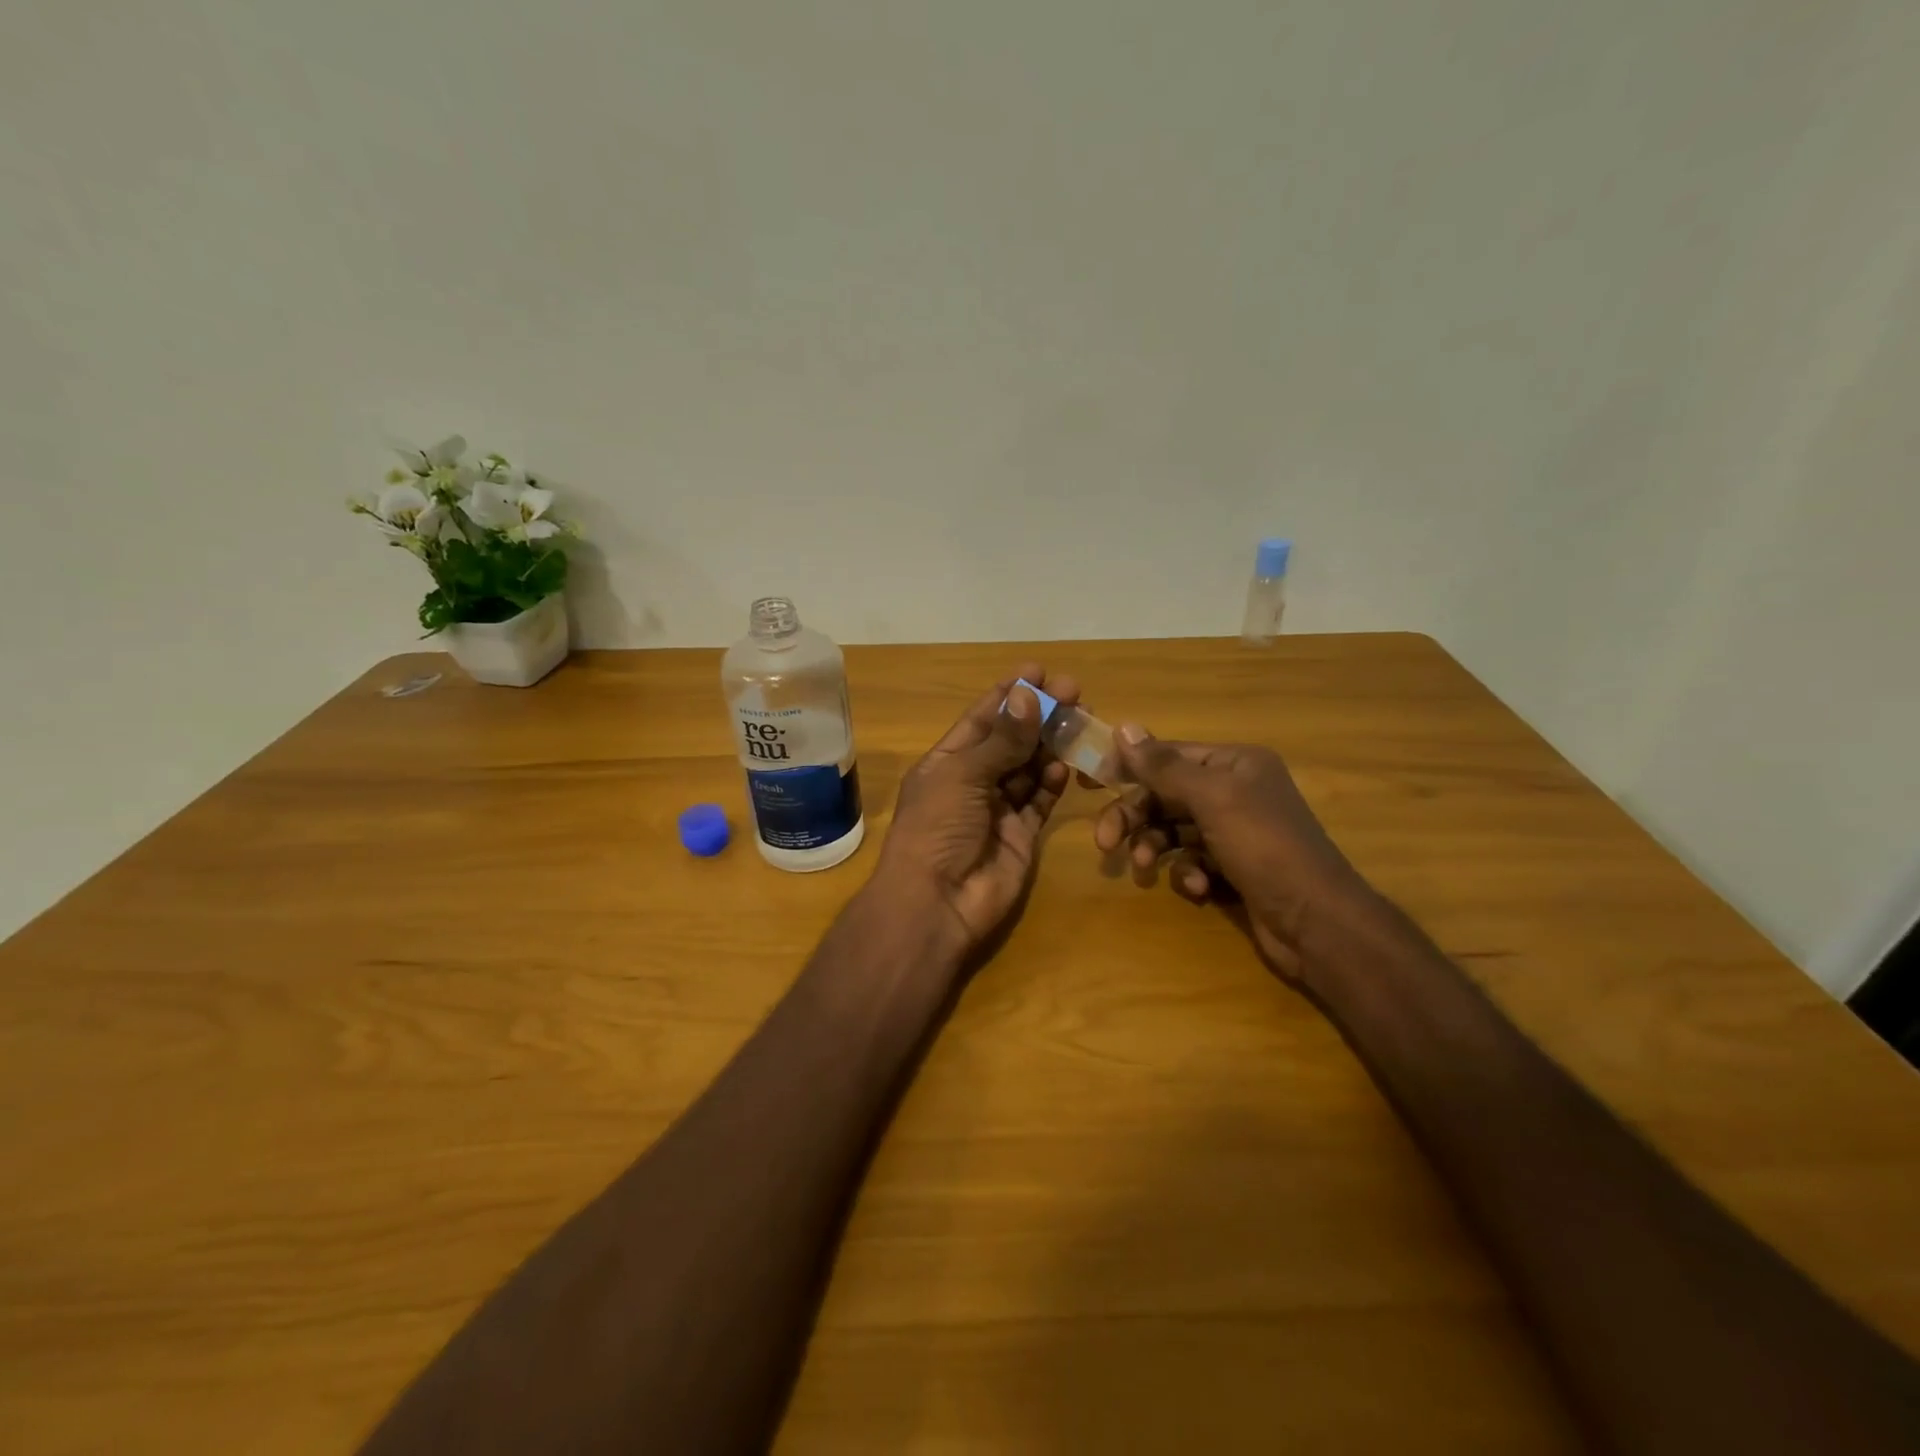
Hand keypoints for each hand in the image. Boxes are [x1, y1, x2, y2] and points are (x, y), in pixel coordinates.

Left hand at [874, 664, 1080, 957]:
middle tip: (1073, 692)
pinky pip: (1041, 801)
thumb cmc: (937, 828)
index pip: (982, 718)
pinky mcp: (1022, 835)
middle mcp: (973, 781)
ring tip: (1078, 722)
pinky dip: (1053, 783)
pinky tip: (1065, 766)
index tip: (1039, 671)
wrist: (937, 903)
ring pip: (1031, 767)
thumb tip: (1028, 695)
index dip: (1009, 694)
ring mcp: (998, 809)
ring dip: (1051, 745)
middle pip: (1012, 740)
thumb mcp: (963, 775)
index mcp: (947, 761)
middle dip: (1040, 716)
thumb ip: (1001, 740)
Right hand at [1094, 729, 1372, 979]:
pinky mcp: (1235, 868)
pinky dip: (1188, 873)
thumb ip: (1163, 766)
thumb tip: (1124, 727)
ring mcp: (1236, 832)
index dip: (1129, 766)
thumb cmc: (1264, 846)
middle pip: (1167, 795)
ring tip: (1145, 868)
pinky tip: (1197, 888)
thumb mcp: (1211, 798)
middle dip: (1136, 817)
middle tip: (1105, 842)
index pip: (1169, 755)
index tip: (1090, 781)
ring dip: (1156, 847)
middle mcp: (1236, 791)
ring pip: (1175, 830)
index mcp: (1235, 764)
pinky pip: (1194, 861)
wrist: (1317, 922)